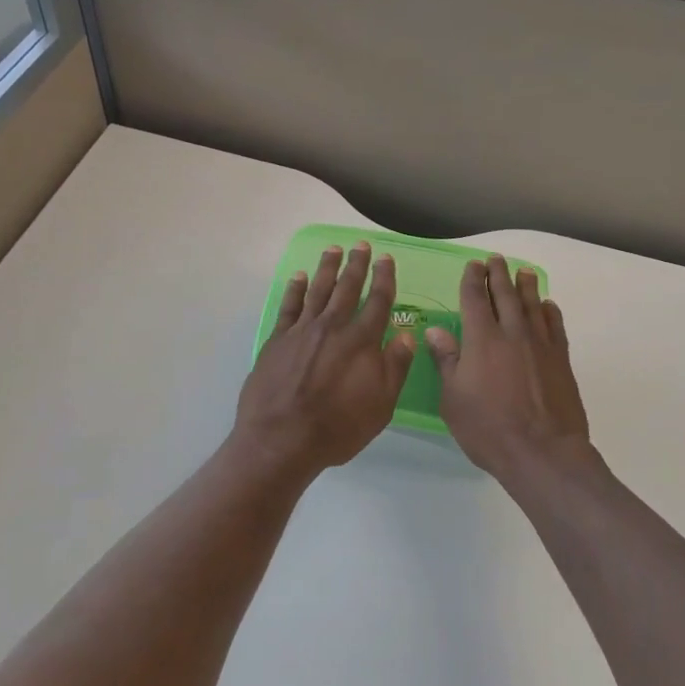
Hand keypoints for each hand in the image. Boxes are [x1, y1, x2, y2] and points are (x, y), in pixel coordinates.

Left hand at [235, 243, 415, 476]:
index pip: (378, 301)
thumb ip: (394, 367)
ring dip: (327, 268)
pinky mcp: (278, 339)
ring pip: (318, 289)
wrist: (281, 440)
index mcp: (361, 341)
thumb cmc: (337, 428)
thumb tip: (406, 335)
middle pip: (347, 288)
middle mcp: (333, 327)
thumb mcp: (380, 405)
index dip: (384, 278)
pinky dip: (295, 288)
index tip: (386, 259)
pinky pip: (289, 305)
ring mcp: (302, 330)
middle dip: (357, 265)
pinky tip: (299, 276)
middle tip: (361, 245)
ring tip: (333, 249)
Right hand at [425, 255, 594, 481]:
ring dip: (526, 286)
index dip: (473, 279)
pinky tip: (548, 306)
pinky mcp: (560, 360)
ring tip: (523, 272)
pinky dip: (550, 312)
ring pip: (532, 305)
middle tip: (497, 260)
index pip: (474, 298)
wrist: (543, 452)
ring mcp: (540, 345)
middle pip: (505, 294)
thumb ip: (446, 361)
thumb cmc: (488, 428)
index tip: (473, 265)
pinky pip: (555, 326)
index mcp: (481, 339)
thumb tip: (436, 331)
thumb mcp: (453, 399)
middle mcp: (512, 333)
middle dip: (499, 274)